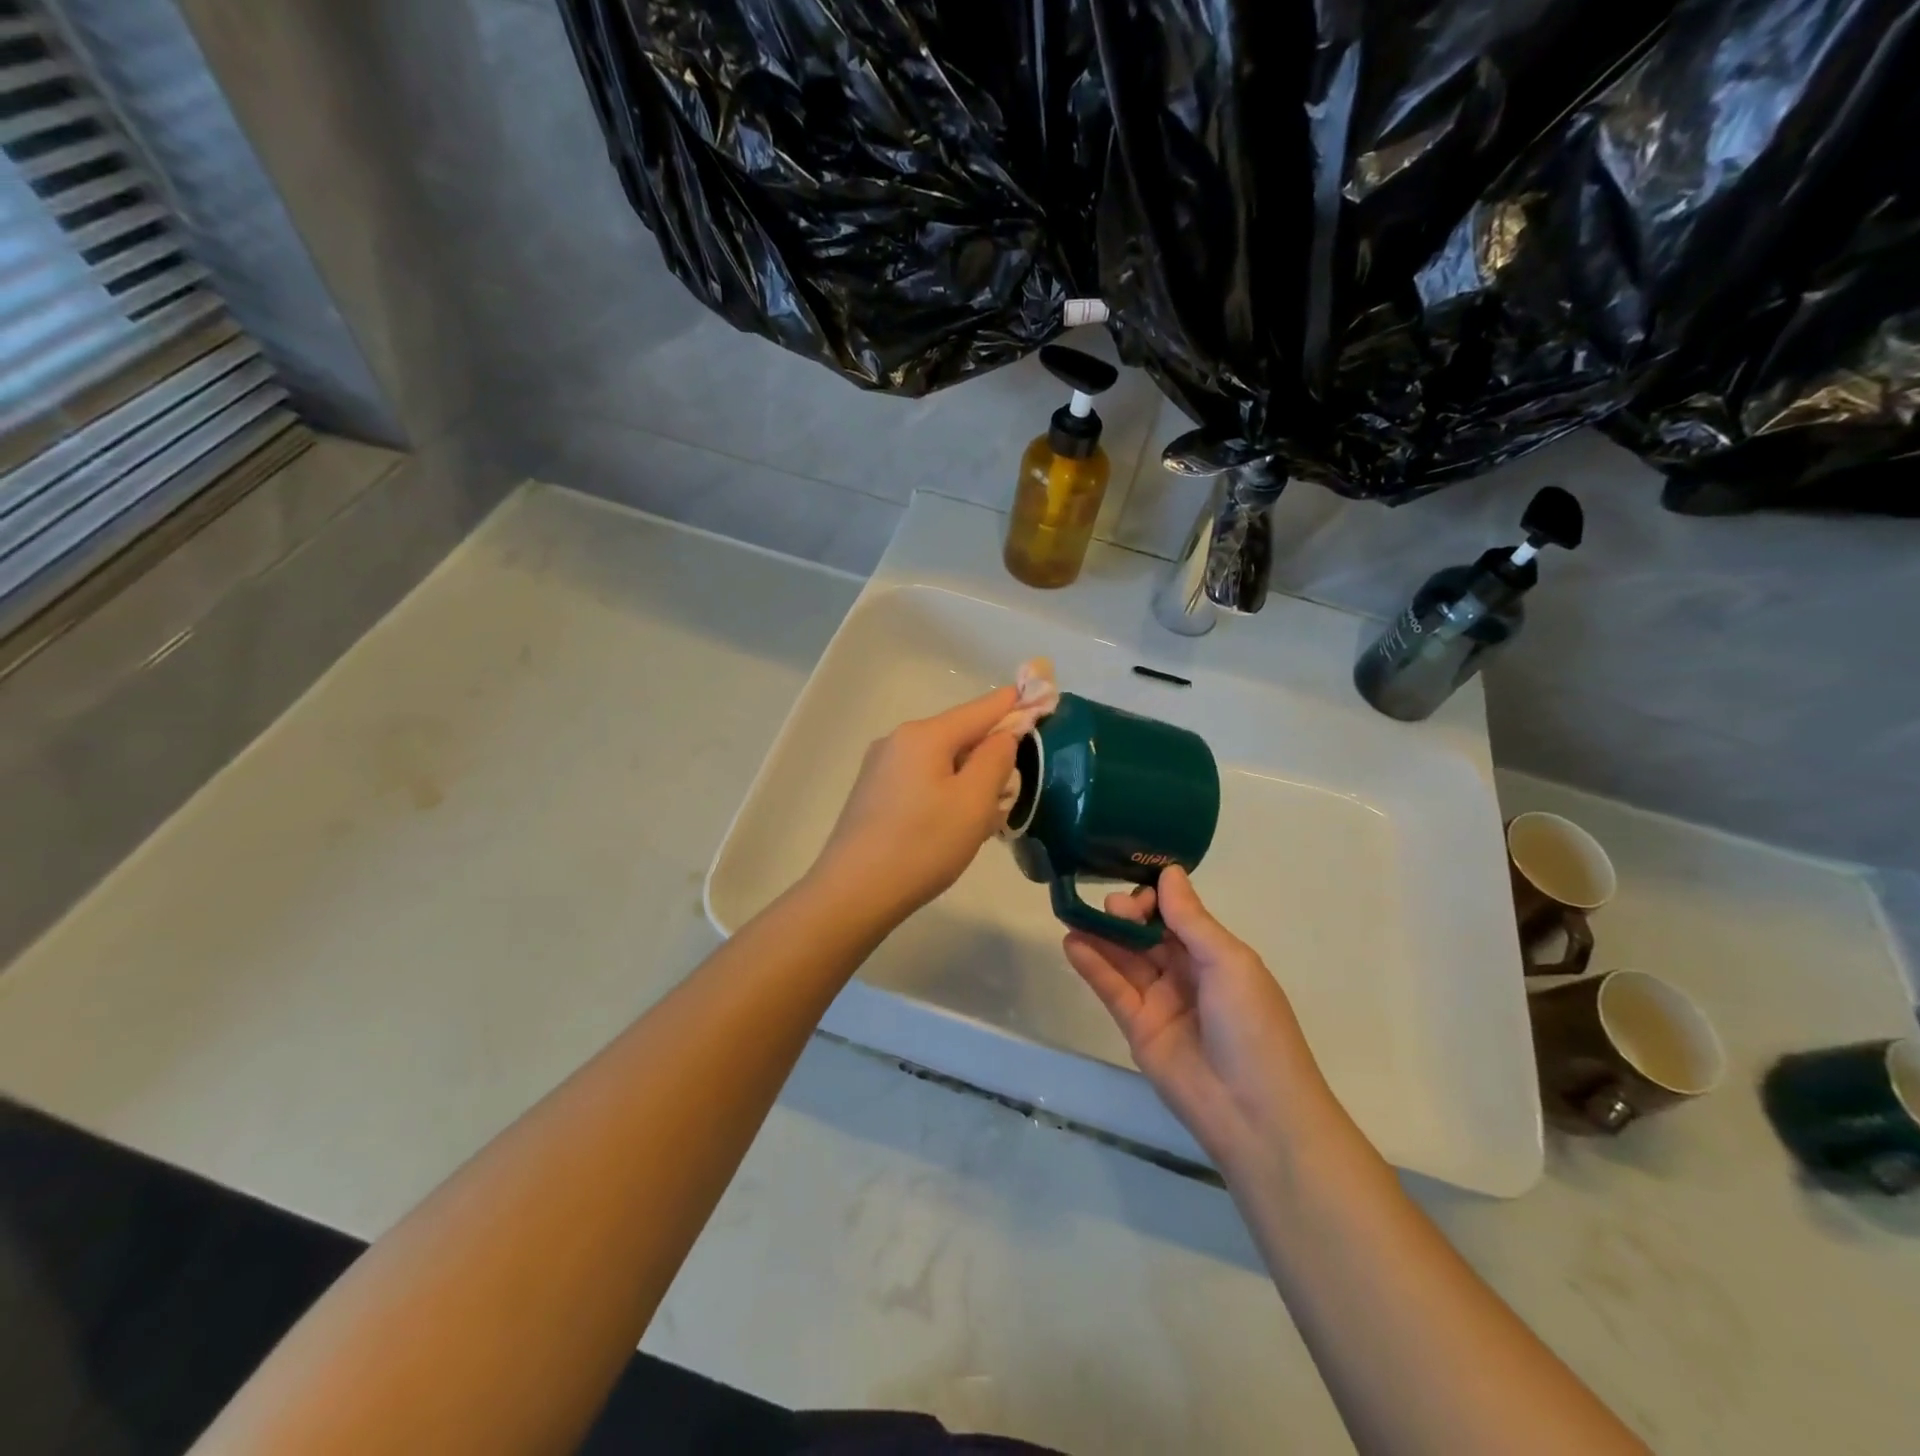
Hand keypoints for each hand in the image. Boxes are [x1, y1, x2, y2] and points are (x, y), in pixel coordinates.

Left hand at [813, 686, 1019, 924]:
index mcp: (924, 735)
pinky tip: (950, 824)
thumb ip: (996, 758)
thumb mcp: (974, 802)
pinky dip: (944, 790)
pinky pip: (921, 779)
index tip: (1042, 698)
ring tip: (985, 815)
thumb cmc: (923, 845)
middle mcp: (898, 740)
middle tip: (1015, 787)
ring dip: (968, 777)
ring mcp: (880, 766)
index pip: (981, 708)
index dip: (1014, 704)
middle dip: (990, 753)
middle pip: (959, 734)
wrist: (853, 893)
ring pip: (940, 760)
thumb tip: (1003, 734)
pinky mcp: (872, 793)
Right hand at [1063, 868, 1332, 1171]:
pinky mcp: (1137, 1028)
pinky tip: (1072, 943)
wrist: (1256, 1114)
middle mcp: (1186, 973)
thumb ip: (1191, 919)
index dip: (1155, 899)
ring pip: (1125, 959)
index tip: (1138, 892)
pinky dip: (1092, 966)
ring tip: (1073, 913)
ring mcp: (1160, 1001)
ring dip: (1100, 936)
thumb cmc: (1254, 1026)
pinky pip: (1112, 990)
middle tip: (1109, 908)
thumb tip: (1169, 871)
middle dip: (1126, 915)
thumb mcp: (1229, 963)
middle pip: (1147, 934)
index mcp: (1216, 955)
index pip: (1176, 915)